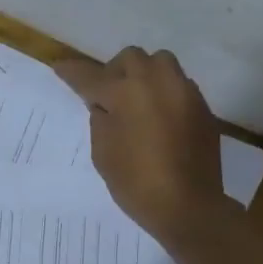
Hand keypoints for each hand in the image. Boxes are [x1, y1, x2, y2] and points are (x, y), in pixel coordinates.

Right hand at [54, 46, 227, 244]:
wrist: (188, 205)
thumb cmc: (136, 183)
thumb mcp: (104, 153)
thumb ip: (101, 120)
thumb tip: (106, 105)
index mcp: (126, 93)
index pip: (91, 76)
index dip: (73, 72)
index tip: (60, 67)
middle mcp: (157, 82)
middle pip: (131, 58)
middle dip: (115, 71)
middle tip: (108, 95)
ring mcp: (184, 92)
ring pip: (161, 63)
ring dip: (145, 75)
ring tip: (138, 101)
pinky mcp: (202, 108)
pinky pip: (179, 86)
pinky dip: (164, 93)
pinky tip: (160, 118)